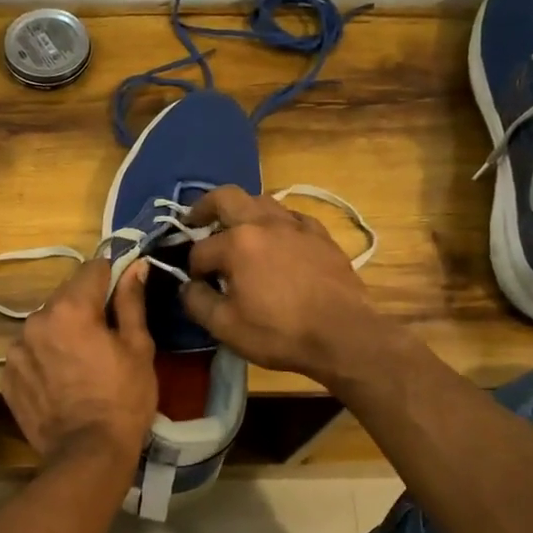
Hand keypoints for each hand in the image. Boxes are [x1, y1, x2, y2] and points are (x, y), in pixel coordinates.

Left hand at [2, 256, 156, 463]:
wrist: (87, 455)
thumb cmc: (123, 399)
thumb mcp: (139, 347)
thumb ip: (132, 301)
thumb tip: (135, 266)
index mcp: (70, 307)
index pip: (92, 268)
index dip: (112, 278)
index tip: (122, 297)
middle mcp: (36, 320)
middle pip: (66, 296)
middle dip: (85, 306)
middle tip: (105, 336)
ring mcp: (16, 349)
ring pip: (45, 324)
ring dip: (61, 331)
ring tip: (80, 362)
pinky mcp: (6, 376)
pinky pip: (29, 352)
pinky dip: (44, 357)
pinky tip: (61, 381)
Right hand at [181, 186, 388, 383]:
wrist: (343, 335)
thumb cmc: (279, 332)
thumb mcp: (225, 327)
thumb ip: (197, 302)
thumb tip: (188, 286)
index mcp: (237, 243)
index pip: (200, 249)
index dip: (193, 268)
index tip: (197, 285)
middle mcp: (264, 223)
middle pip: (226, 197)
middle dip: (205, 207)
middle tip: (195, 220)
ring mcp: (296, 225)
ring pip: (261, 200)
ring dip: (242, 210)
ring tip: (237, 228)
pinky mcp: (320, 234)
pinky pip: (291, 216)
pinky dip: (276, 222)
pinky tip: (278, 238)